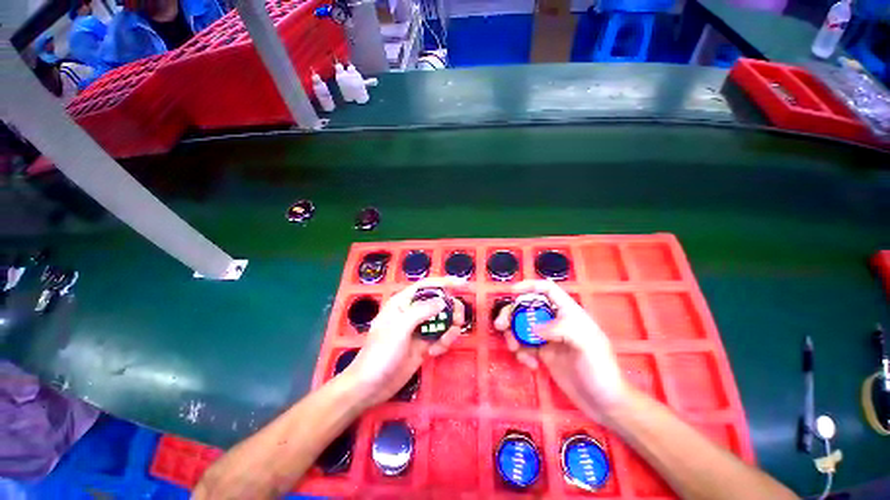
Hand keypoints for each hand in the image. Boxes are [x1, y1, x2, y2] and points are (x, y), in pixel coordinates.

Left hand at [345, 277, 465, 405]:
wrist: (371, 387)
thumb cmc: (381, 353)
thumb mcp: (400, 328)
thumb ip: (422, 311)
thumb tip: (442, 301)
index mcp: (402, 303)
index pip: (425, 286)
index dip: (444, 282)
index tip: (462, 284)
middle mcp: (412, 313)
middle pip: (438, 303)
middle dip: (451, 309)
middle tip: (458, 320)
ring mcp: (418, 329)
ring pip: (442, 320)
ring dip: (450, 328)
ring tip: (446, 340)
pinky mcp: (423, 345)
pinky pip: (440, 337)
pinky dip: (443, 342)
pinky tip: (434, 353)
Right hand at [494, 280, 626, 420]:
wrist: (604, 404)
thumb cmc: (602, 370)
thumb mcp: (587, 344)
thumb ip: (561, 329)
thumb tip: (534, 329)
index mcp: (569, 313)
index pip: (548, 290)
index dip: (530, 286)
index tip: (512, 291)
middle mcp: (556, 322)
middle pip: (528, 308)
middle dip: (511, 314)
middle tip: (500, 325)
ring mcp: (548, 338)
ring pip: (522, 327)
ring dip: (513, 335)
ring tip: (514, 349)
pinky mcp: (543, 354)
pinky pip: (525, 346)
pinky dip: (521, 353)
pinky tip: (530, 364)